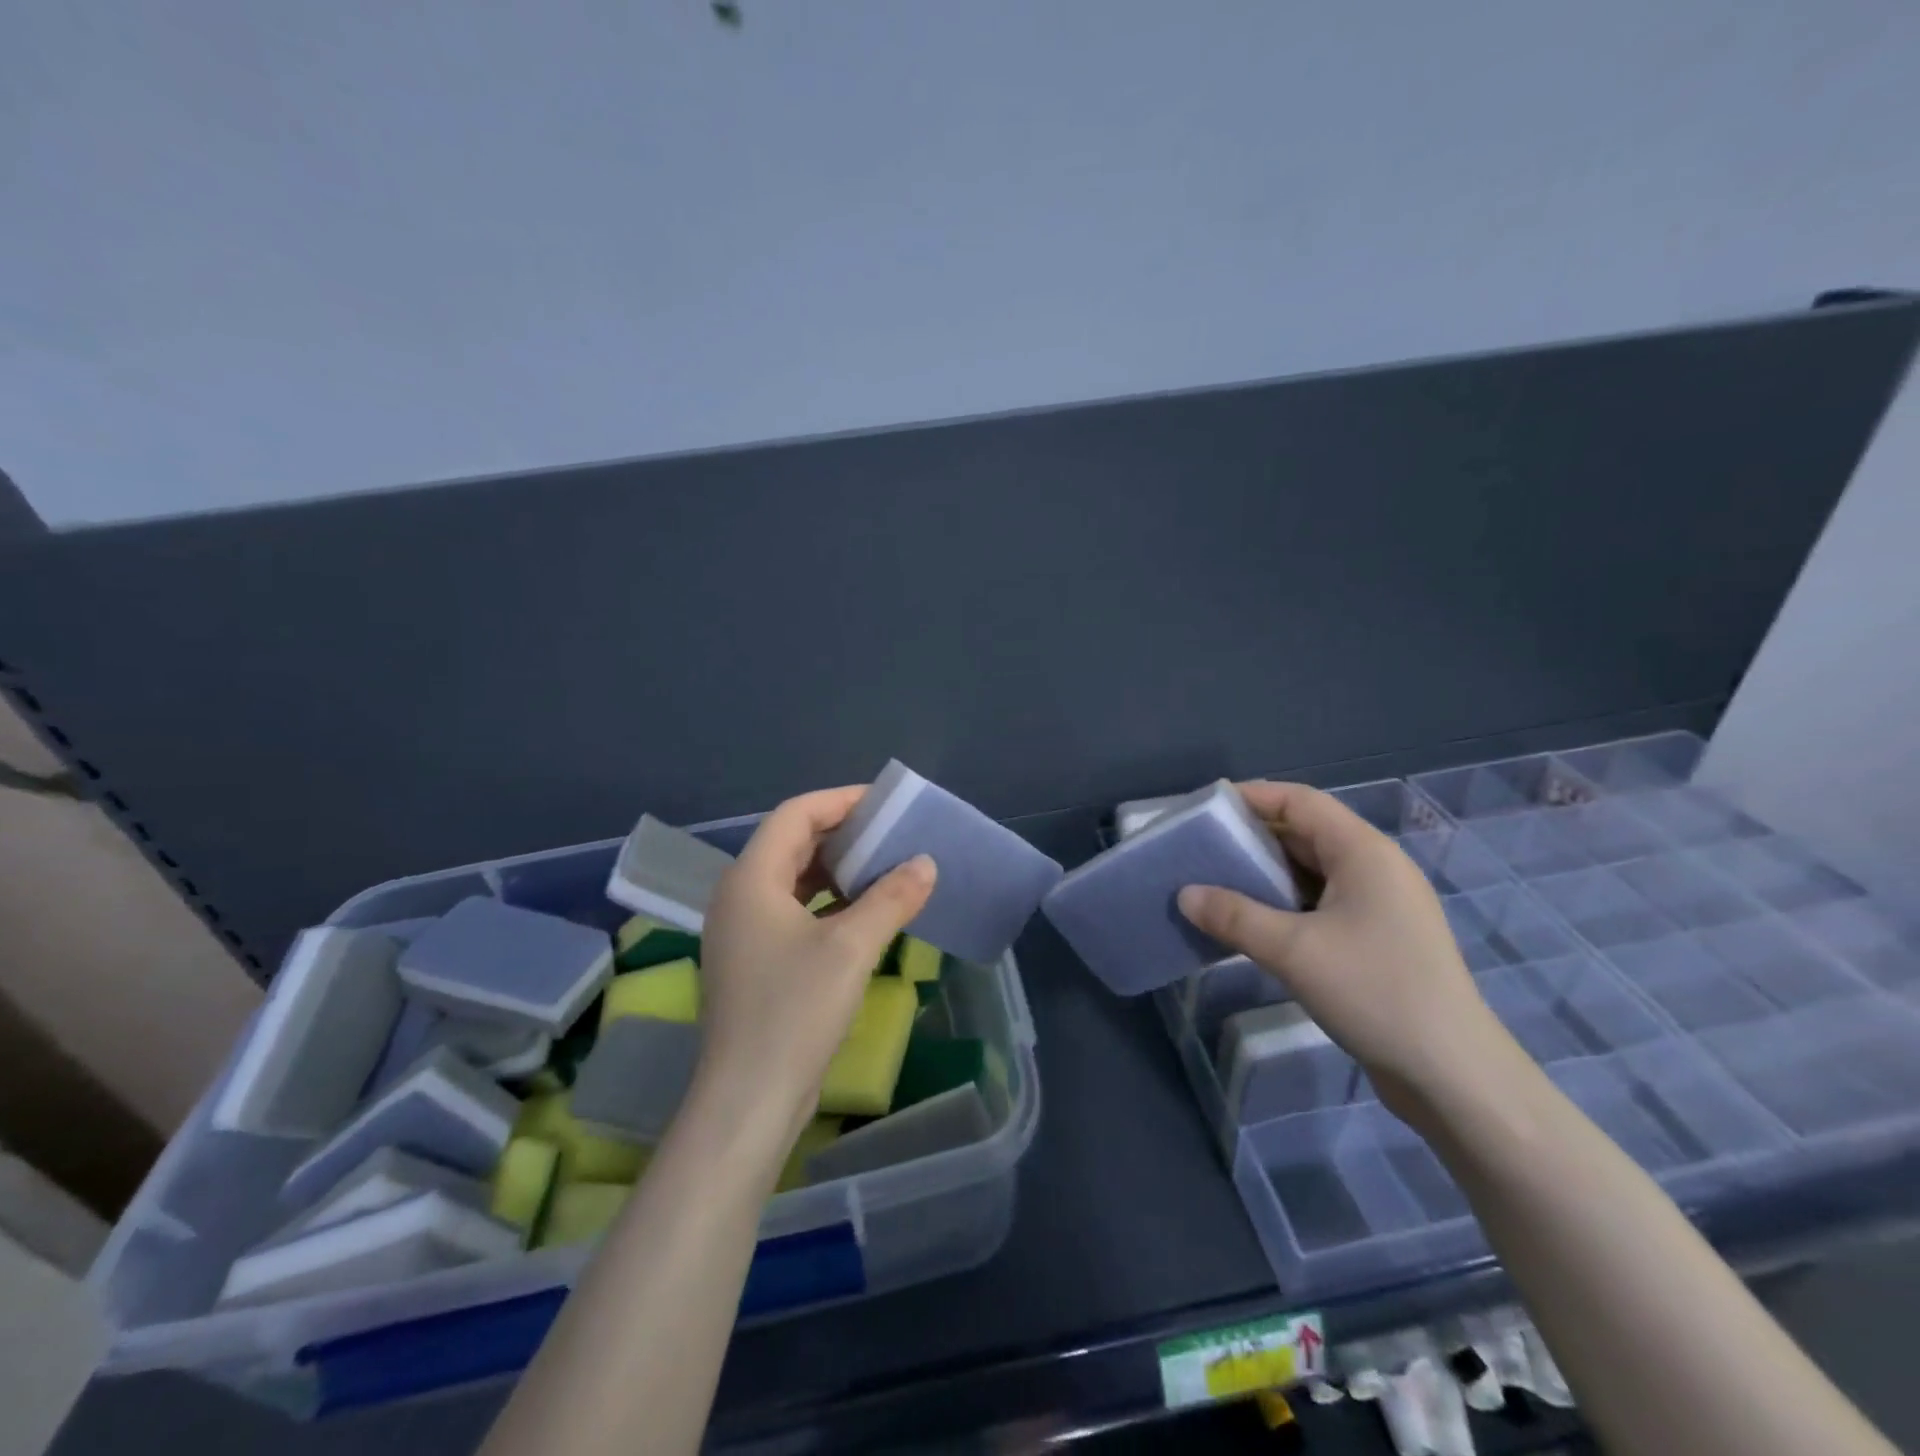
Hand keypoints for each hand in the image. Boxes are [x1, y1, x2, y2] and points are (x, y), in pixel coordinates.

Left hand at [697, 787, 936, 1142]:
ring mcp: (742, 931)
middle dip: (842, 833)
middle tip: (891, 833)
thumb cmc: (794, 1012)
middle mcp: (738, 896)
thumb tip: (925, 863)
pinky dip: (827, 901)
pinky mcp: (753, 960)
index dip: (840, 801)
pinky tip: (863, 911)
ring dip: (836, 868)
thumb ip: (891, 898)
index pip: (795, 815)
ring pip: (793, 878)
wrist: (748, 1100)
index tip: (884, 803)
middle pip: (791, 842)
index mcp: (750, 879)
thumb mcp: (851, 948)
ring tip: (883, 866)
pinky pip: (792, 910)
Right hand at [1177, 782, 1519, 1121]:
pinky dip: (1286, 904)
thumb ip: (1233, 916)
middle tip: (1203, 849)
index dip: (1253, 797)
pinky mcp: (1380, 939)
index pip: (1301, 801)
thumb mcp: (1292, 950)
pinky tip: (1254, 924)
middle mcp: (1376, 868)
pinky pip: (1323, 903)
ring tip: (1218, 884)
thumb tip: (1184, 894)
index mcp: (1364, 852)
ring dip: (1268, 874)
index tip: (1206, 809)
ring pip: (1314, 871)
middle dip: (1254, 837)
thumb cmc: (1374, 992)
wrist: (1452, 1074)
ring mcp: (1382, 905)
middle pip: (1307, 833)